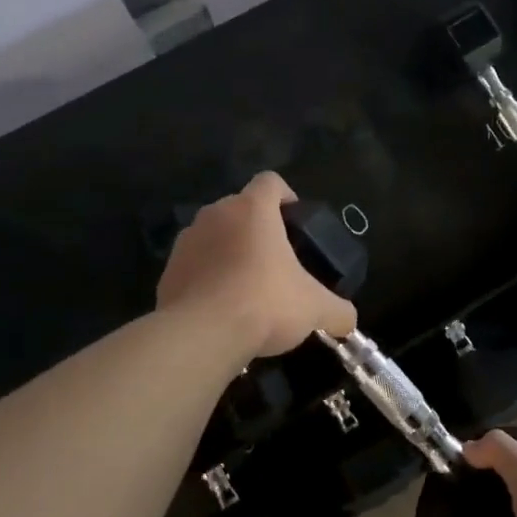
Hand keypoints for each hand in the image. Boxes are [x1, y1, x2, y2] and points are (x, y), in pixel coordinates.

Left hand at [156, 171, 357, 358]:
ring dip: (230, 252)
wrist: (201, 335)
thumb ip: (338, 311)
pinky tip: (221, 308)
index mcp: (253, 209)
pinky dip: (207, 278)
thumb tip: (349, 321)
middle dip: (258, 229)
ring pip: (214, 236)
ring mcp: (187, 241)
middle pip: (241, 208)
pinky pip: (194, 265)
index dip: (286, 196)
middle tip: (277, 261)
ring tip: (247, 287)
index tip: (296, 223)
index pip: (271, 181)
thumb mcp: (315, 308)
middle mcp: (216, 214)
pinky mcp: (167, 271)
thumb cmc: (265, 303)